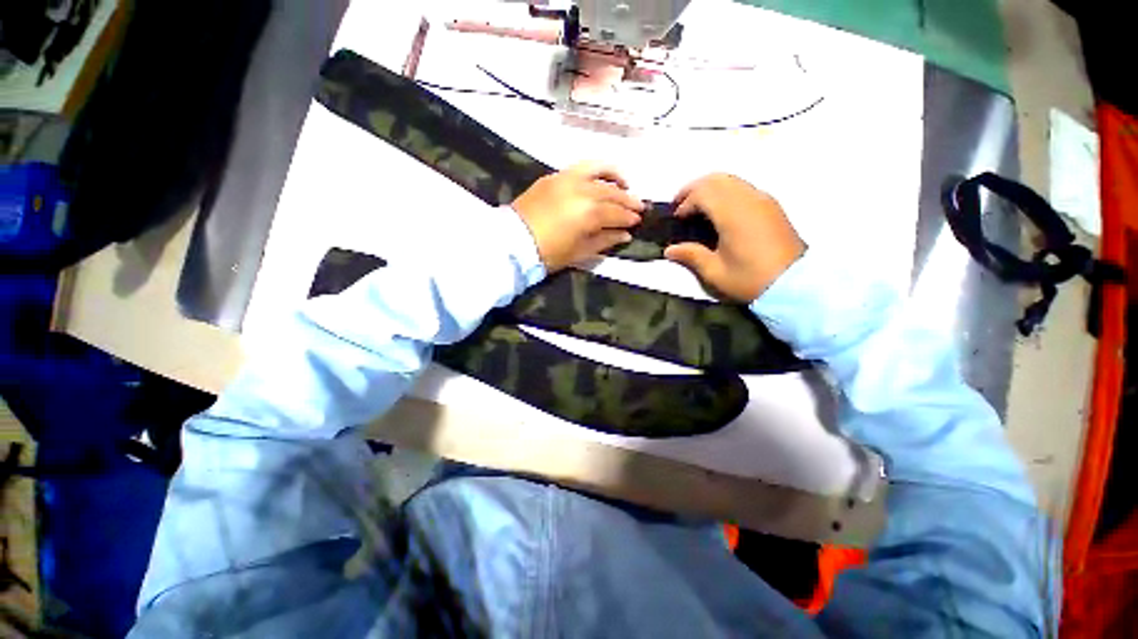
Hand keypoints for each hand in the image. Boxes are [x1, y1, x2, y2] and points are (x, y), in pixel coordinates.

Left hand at [513, 161, 644, 271]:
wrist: (514, 242)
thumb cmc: (548, 253)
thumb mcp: (580, 252)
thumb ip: (605, 240)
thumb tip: (625, 234)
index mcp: (589, 213)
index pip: (617, 213)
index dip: (629, 218)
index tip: (638, 221)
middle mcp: (582, 190)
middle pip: (612, 192)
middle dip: (628, 200)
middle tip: (639, 206)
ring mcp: (568, 179)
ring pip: (600, 172)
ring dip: (616, 178)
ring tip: (626, 185)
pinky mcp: (555, 176)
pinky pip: (581, 167)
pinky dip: (596, 170)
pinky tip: (602, 177)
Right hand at [664, 173, 804, 302]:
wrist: (794, 284)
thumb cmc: (750, 279)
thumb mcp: (715, 272)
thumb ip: (691, 255)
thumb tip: (669, 250)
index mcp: (732, 214)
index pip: (703, 193)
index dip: (685, 203)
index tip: (676, 220)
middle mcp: (748, 199)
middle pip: (716, 179)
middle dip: (693, 189)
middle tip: (680, 206)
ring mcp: (762, 199)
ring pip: (731, 180)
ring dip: (710, 188)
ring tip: (697, 207)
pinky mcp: (771, 205)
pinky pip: (743, 187)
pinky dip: (725, 192)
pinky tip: (719, 211)